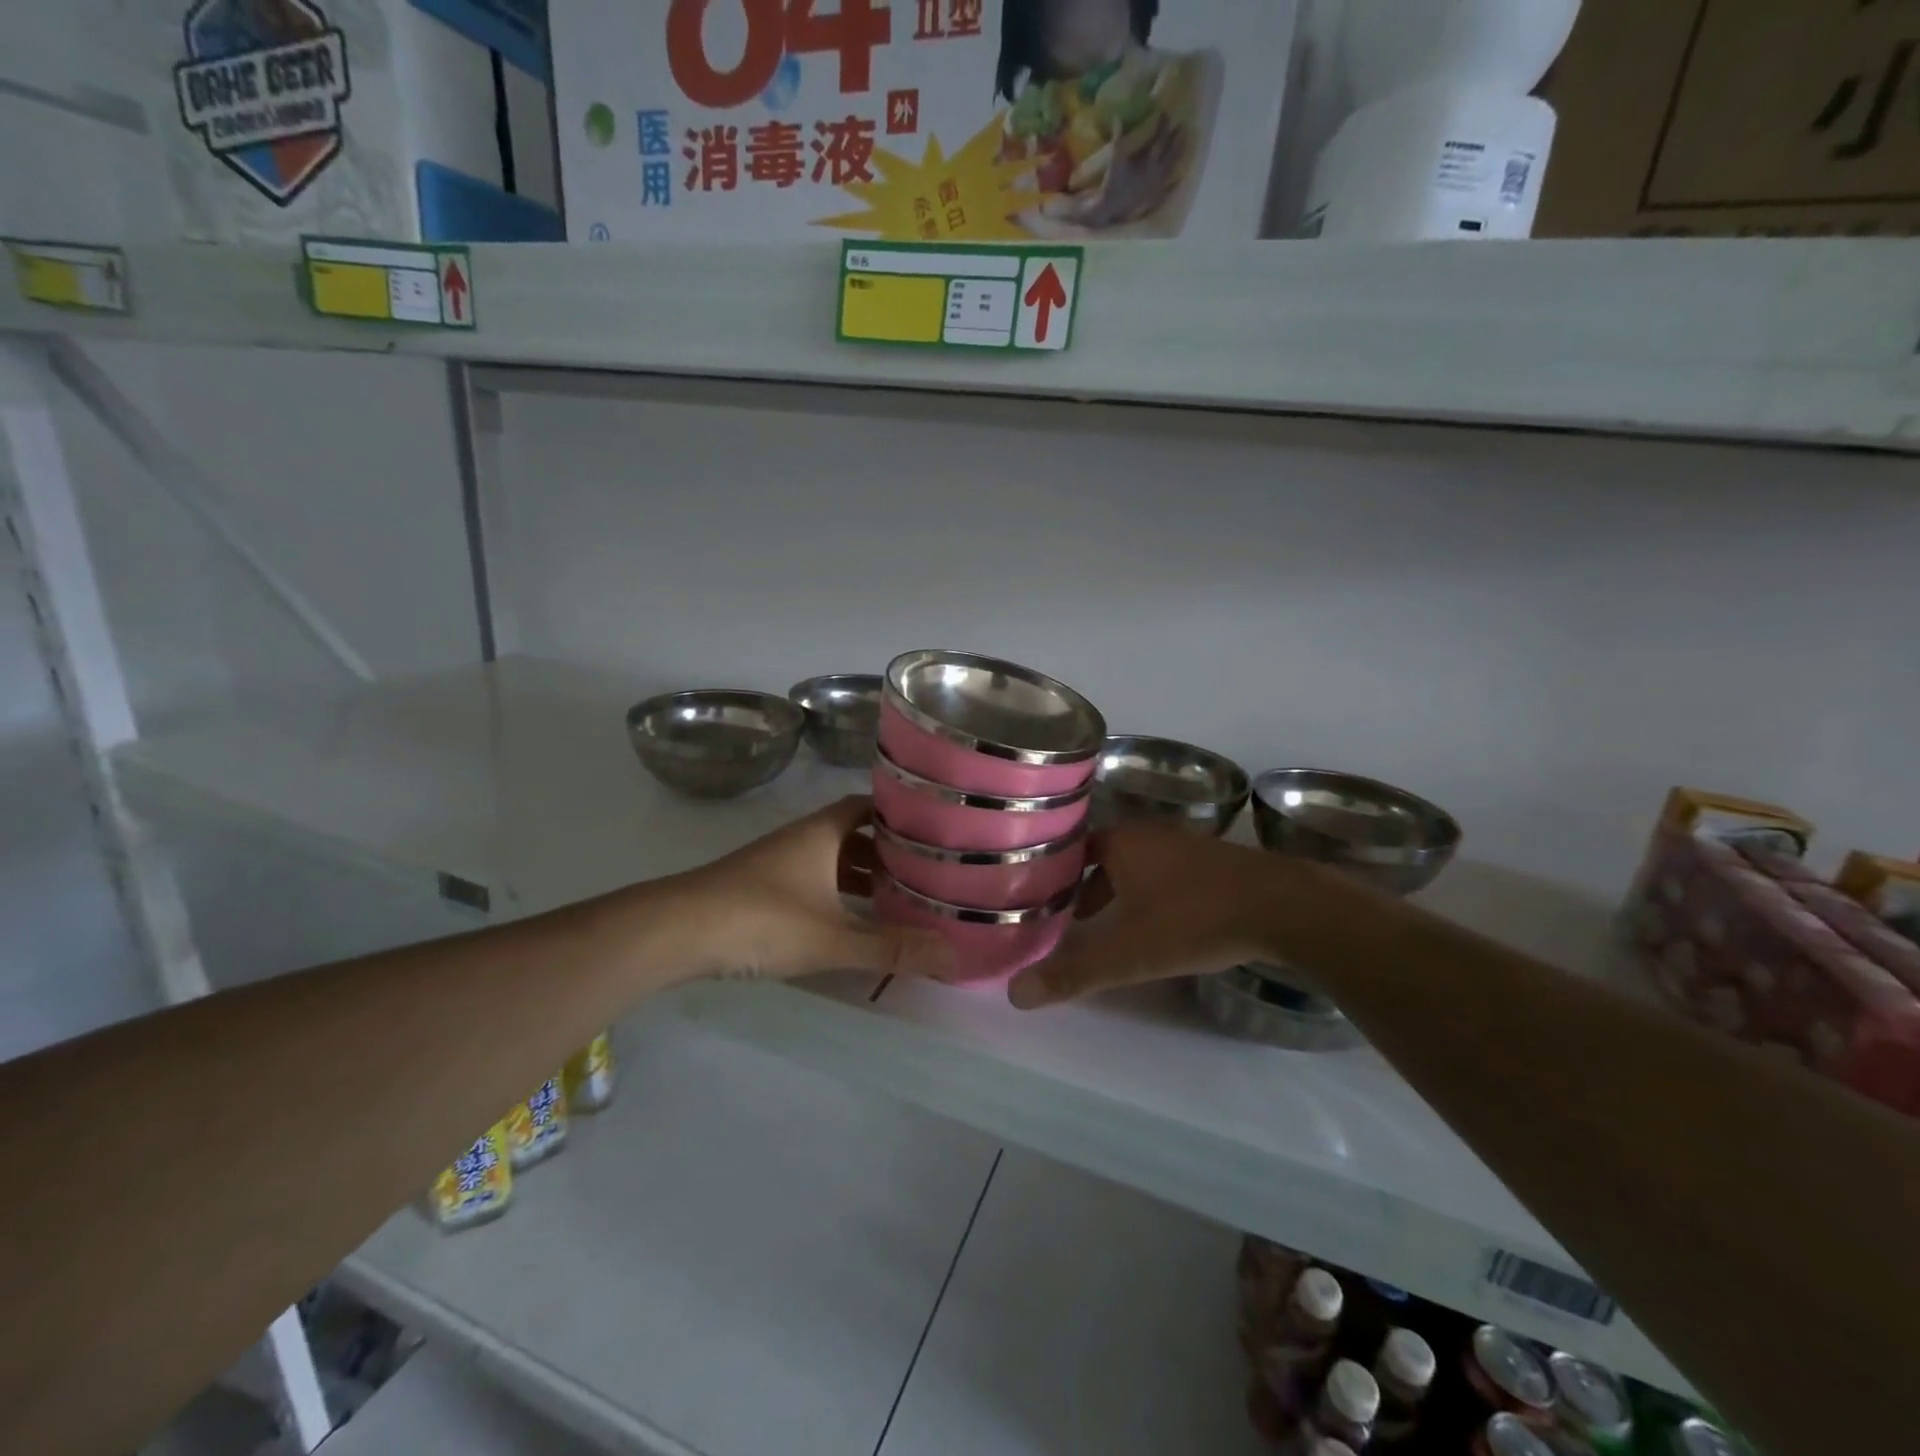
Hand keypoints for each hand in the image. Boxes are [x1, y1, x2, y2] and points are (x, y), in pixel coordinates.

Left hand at [679, 796, 953, 982]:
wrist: (677, 931)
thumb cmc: (762, 920)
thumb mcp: (833, 937)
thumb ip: (892, 948)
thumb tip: (954, 956)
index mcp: (822, 832)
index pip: (868, 806)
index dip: (898, 814)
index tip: (932, 830)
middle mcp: (801, 839)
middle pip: (853, 835)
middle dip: (887, 853)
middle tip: (925, 874)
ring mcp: (777, 863)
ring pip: (830, 861)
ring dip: (860, 877)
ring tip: (897, 901)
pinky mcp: (759, 889)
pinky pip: (811, 882)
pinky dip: (834, 895)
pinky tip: (846, 922)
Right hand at [1007, 825, 1291, 1008]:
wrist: (1284, 907)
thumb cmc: (1193, 919)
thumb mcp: (1128, 953)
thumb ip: (1073, 973)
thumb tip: (1015, 994)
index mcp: (1122, 841)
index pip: (1071, 850)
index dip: (1053, 875)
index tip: (1037, 901)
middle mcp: (1151, 834)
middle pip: (1103, 859)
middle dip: (1085, 890)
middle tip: (1068, 922)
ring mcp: (1187, 845)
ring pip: (1138, 868)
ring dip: (1121, 894)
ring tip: (1110, 929)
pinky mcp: (1217, 862)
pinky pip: (1169, 875)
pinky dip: (1154, 896)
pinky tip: (1162, 926)